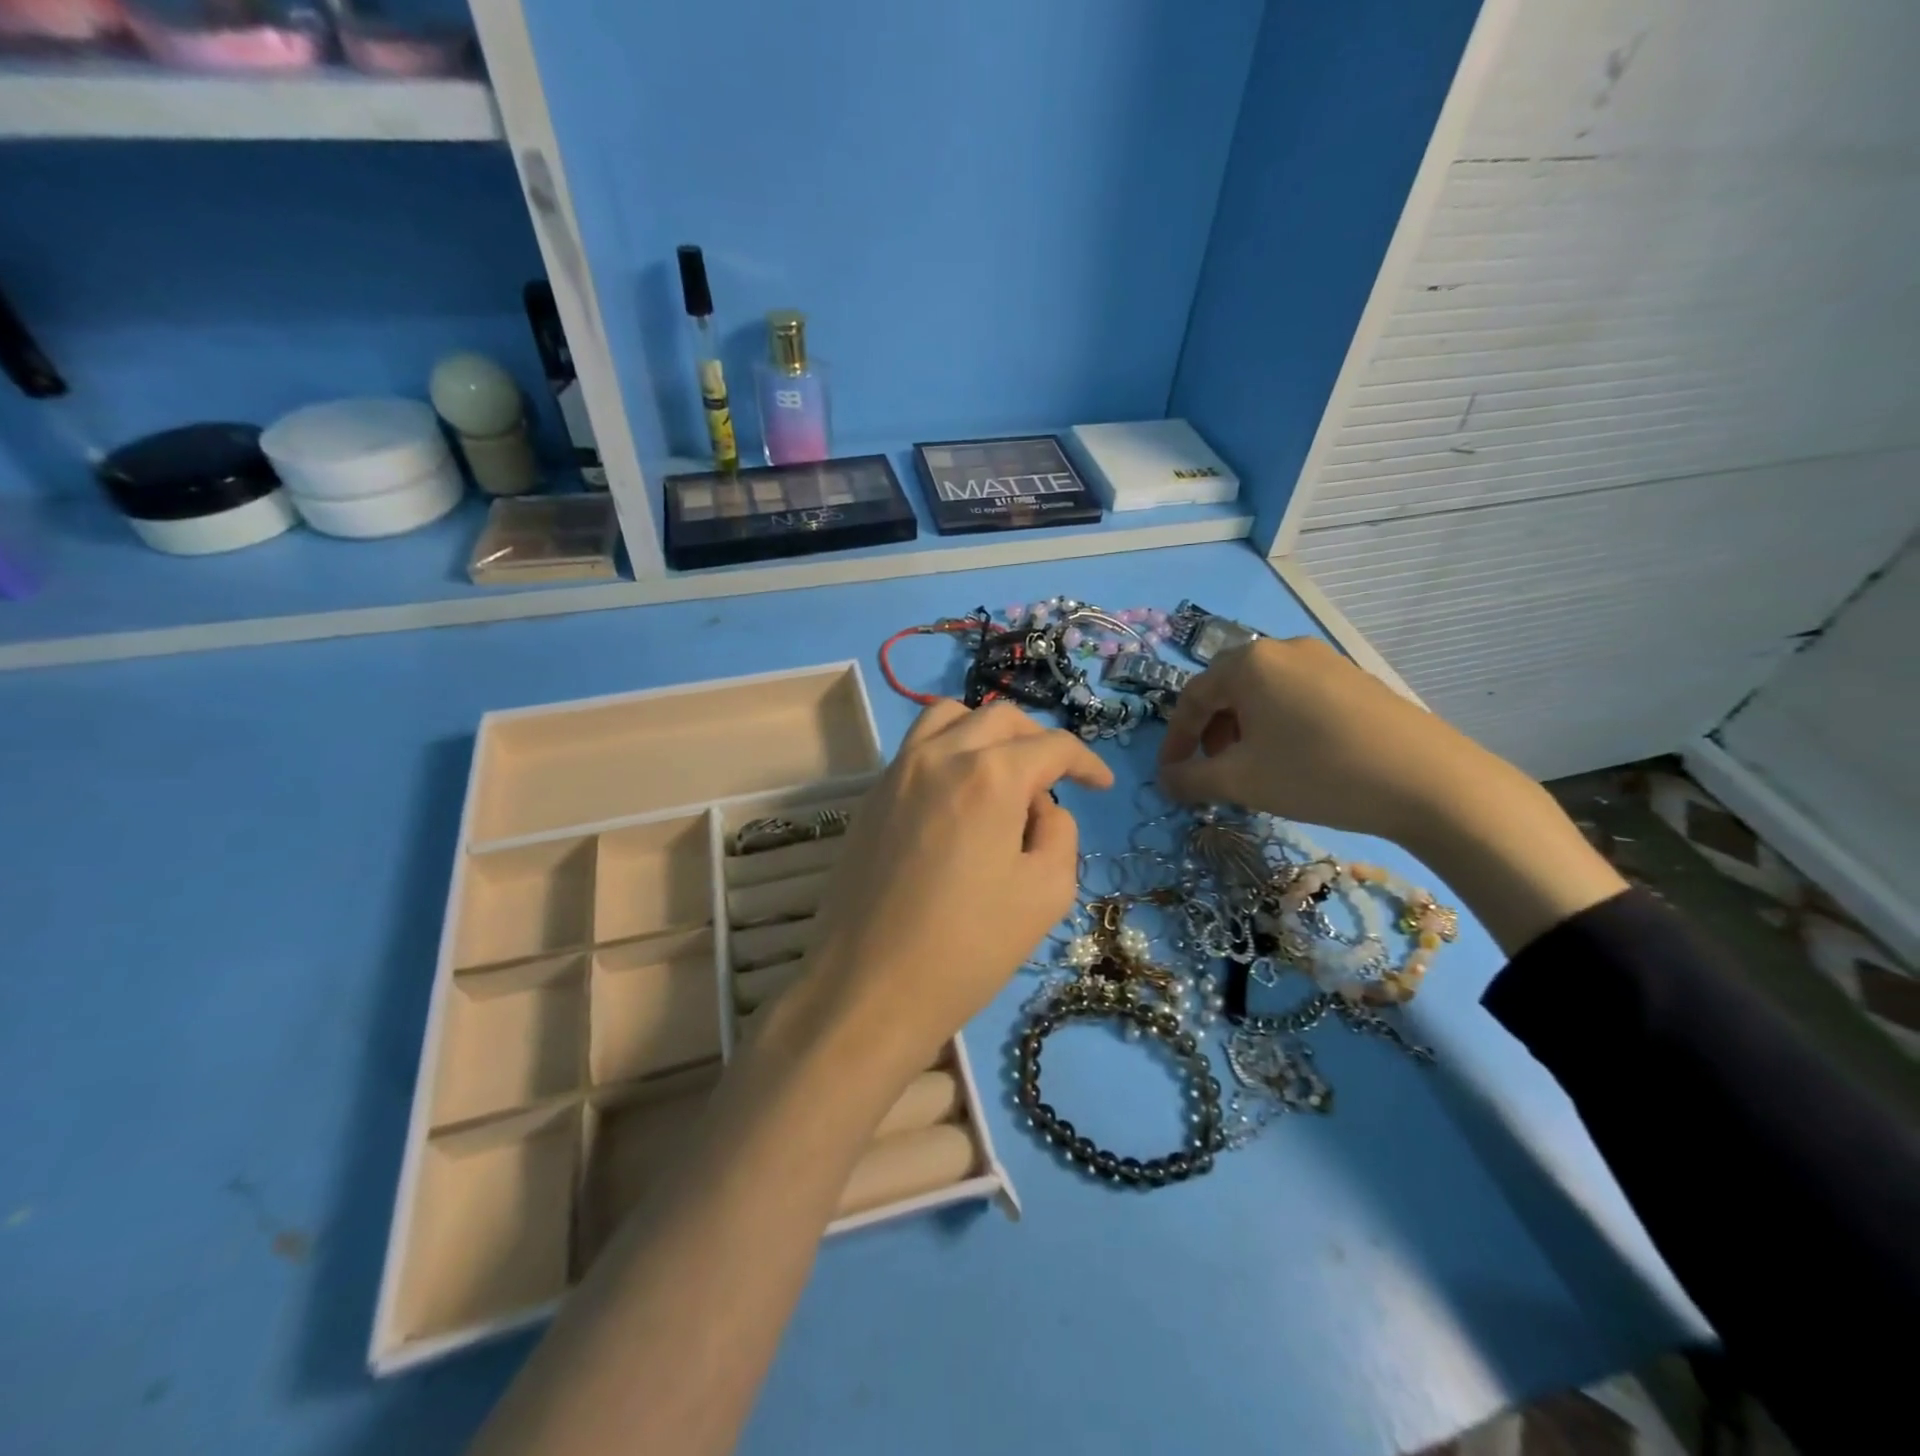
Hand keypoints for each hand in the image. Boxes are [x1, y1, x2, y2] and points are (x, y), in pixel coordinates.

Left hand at [801, 700, 1113, 1073]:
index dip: (1087, 762)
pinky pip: (917, 748)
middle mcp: (941, 755)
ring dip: (986, 733)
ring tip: (1002, 774)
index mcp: (991, 775)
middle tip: (1054, 780)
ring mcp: (898, 771)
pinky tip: (958, 799)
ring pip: (949, 717)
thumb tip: (1041, 806)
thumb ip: (1059, 832)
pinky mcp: (871, 796)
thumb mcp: (1046, 894)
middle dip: (1037, 741)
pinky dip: (948, 751)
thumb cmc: (967, 948)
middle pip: (1000, 718)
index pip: (1052, 746)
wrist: (869, 989)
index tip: (1102, 785)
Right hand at [1158, 638, 1625, 949]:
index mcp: (1248, 663)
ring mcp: (1324, 659)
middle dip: (1210, 733)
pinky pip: (1296, 695)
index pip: (1191, 698)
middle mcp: (1282, 648)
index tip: (1171, 776)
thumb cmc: (1317, 773)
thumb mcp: (1242, 781)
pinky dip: (1278, 724)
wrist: (1428, 782)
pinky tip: (1294, 757)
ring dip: (1243, 730)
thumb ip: (1190, 780)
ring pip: (1263, 693)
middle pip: (1227, 690)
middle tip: (1213, 772)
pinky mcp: (1354, 678)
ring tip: (1253, 768)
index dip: (1175, 741)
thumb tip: (1165, 780)